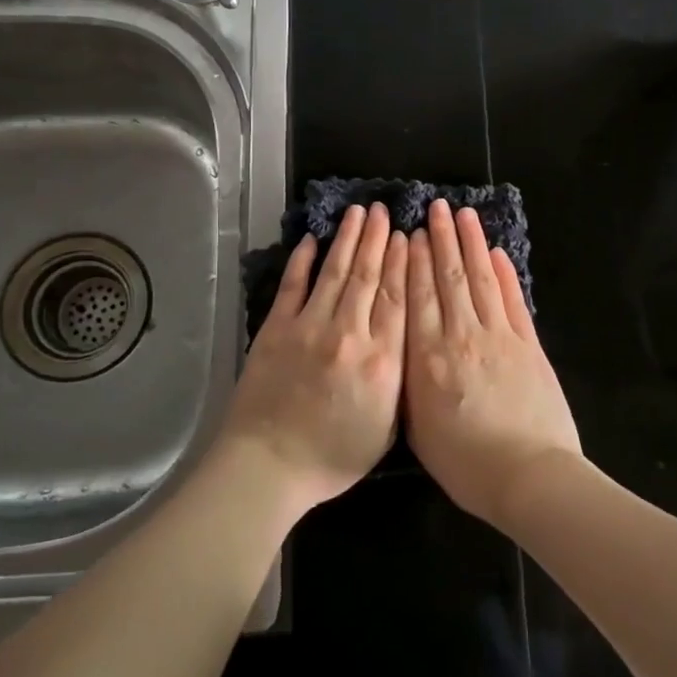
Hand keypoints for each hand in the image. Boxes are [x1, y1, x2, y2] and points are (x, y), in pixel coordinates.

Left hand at [220, 203, 406, 512]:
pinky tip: (312, 239)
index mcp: (381, 360)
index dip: (403, 262)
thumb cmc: (333, 457)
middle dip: (377, 240)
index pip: (397, 298)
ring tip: (358, 213)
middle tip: (383, 210)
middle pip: (368, 277)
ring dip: (348, 240)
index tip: (407, 236)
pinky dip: (303, 260)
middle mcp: (349, 334)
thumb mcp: (386, 428)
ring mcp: (309, 327)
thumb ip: (400, 381)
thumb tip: (406, 340)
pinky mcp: (277, 329)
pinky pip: (293, 286)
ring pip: (334, 272)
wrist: (269, 466)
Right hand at [404, 199, 582, 529]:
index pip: (417, 297)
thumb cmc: (467, 464)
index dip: (412, 261)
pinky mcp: (529, 344)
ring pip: (481, 280)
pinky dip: (505, 274)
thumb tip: (404, 349)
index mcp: (428, 359)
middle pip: (448, 278)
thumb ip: (409, 384)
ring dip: (472, 245)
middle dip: (441, 240)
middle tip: (435, 207)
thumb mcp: (419, 431)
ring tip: (464, 214)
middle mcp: (461, 336)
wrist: (530, 476)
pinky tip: (497, 253)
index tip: (409, 233)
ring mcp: (499, 336)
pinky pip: (513, 300)